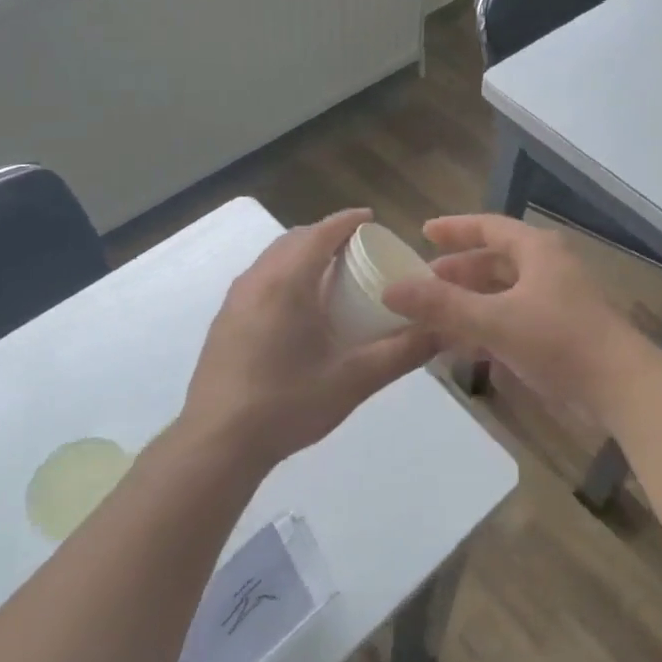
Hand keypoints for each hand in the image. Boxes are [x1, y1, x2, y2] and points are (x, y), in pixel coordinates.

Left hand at [180, 209, 437, 474]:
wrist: (218, 442)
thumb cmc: (288, 403)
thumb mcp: (354, 379)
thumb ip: (402, 352)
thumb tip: (443, 331)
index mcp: (288, 282)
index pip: (321, 232)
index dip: (348, 221)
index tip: (372, 219)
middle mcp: (257, 279)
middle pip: (295, 239)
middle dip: (326, 235)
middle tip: (357, 251)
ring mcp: (234, 300)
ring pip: (273, 259)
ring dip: (302, 255)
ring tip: (330, 277)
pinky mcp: (224, 321)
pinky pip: (260, 280)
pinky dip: (284, 275)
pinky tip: (298, 310)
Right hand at [382, 214, 647, 421]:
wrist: (622, 388)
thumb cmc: (559, 340)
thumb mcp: (494, 321)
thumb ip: (442, 306)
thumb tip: (391, 289)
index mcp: (537, 251)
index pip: (489, 227)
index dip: (455, 229)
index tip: (423, 232)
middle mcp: (547, 268)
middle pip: (495, 261)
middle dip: (459, 271)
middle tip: (424, 281)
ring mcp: (556, 302)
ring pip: (503, 293)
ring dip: (470, 302)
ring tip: (435, 316)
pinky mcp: (560, 333)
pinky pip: (513, 320)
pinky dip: (487, 327)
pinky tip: (464, 346)